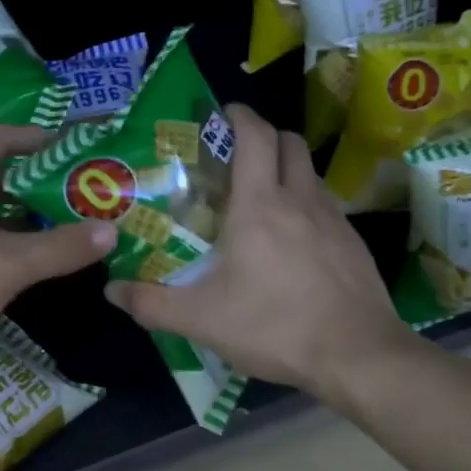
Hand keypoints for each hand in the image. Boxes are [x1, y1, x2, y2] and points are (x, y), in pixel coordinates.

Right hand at [104, 104, 406, 397]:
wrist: (359, 356)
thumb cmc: (275, 326)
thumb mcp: (202, 320)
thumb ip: (152, 304)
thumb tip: (111, 290)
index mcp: (259, 204)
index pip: (255, 135)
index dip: (238, 115)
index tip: (220, 114)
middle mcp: (300, 199)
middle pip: (289, 142)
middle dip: (264, 136)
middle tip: (236, 158)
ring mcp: (334, 219)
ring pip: (310, 172)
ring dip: (286, 170)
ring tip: (261, 199)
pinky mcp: (354, 243)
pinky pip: (327, 205)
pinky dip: (306, 204)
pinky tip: (292, 241)